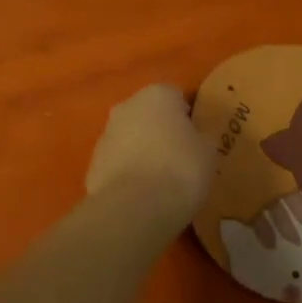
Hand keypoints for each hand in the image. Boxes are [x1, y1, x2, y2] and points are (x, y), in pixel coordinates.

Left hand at [85, 84, 217, 231]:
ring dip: (143, 151)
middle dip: (162, 132)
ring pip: (131, 138)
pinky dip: (128, 173)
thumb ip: (201, 137)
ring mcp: (106, 134)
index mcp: (157, 94)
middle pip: (150, 114)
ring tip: (161, 182)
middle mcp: (127, 105)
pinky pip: (118, 163)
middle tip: (181, 159)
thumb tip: (195, 137)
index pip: (177, 97)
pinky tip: (142, 195)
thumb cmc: (179, 169)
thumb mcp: (208, 152)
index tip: (197, 140)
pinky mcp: (93, 164)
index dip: (189, 118)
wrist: (132, 208)